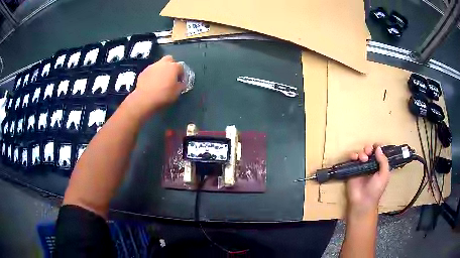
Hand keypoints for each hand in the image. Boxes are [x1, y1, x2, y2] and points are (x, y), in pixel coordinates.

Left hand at [129, 55, 184, 118]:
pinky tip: (151, 84)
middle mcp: (163, 63)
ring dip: (161, 70)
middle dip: (171, 65)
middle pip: (169, 59)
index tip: (180, 82)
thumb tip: (180, 83)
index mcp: (173, 67)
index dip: (182, 74)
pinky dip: (152, 75)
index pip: (181, 67)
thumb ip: (181, 85)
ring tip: (160, 80)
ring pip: (159, 64)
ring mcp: (152, 66)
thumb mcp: (177, 93)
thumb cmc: (163, 95)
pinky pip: (150, 71)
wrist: (144, 99)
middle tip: (171, 76)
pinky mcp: (143, 72)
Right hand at [346, 145, 389, 217]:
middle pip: (369, 151)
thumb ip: (383, 161)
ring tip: (363, 158)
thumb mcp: (384, 176)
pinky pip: (351, 159)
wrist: (362, 201)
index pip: (379, 153)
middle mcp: (370, 165)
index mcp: (379, 166)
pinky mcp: (352, 170)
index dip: (378, 147)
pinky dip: (353, 155)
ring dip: (362, 152)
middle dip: (369, 149)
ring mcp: (361, 167)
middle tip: (368, 152)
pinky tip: (355, 158)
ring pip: (361, 153)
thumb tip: (378, 148)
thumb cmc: (375, 190)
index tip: (376, 146)